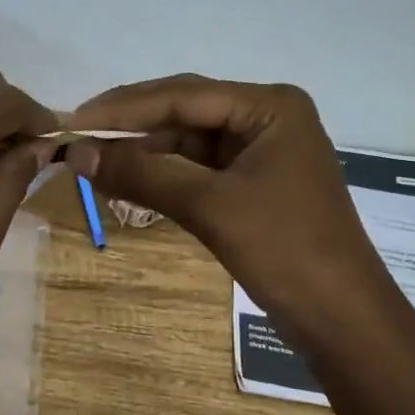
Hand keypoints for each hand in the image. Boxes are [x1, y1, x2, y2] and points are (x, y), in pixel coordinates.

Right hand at [61, 76, 399, 342]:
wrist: (342, 320)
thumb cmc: (285, 251)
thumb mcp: (210, 207)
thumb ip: (142, 174)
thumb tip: (75, 153)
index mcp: (270, 106)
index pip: (184, 95)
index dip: (124, 108)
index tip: (72, 120)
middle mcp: (266, 118)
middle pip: (185, 111)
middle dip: (131, 125)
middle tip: (75, 136)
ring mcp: (261, 151)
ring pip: (188, 141)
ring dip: (144, 150)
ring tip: (91, 159)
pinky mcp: (253, 183)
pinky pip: (198, 168)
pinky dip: (163, 174)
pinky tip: (127, 178)